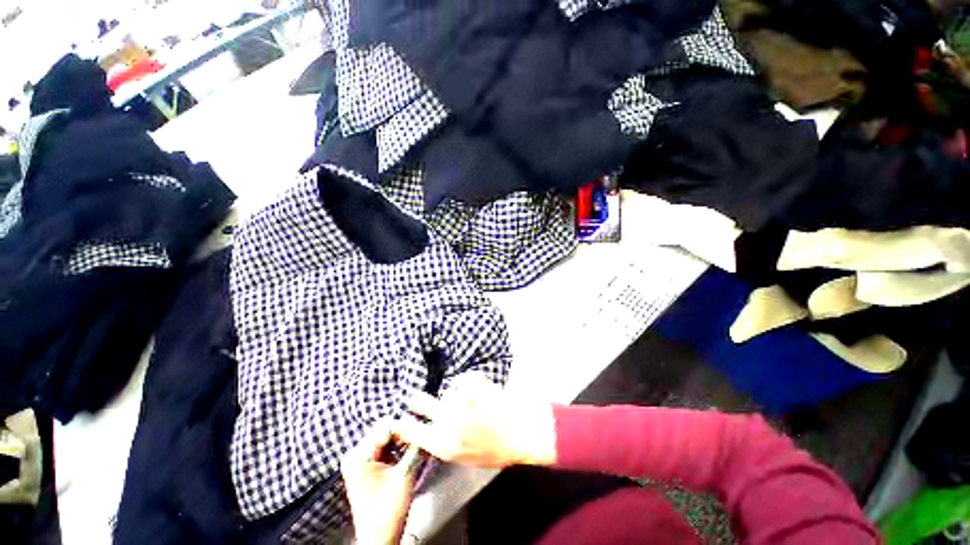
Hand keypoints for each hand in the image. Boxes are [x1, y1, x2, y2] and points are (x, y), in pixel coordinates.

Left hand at [341, 421, 421, 544]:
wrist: (379, 539)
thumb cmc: (388, 512)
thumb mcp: (405, 474)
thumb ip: (413, 447)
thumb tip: (422, 426)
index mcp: (358, 456)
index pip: (386, 426)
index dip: (406, 427)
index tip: (420, 431)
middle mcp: (355, 455)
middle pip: (385, 431)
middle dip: (404, 434)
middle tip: (420, 440)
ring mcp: (359, 461)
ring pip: (386, 439)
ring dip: (402, 441)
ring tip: (416, 447)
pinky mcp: (365, 467)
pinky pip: (384, 448)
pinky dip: (397, 449)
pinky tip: (407, 454)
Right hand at [395, 375, 556, 468]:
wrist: (521, 431)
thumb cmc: (496, 449)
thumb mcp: (466, 457)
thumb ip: (445, 444)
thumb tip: (431, 432)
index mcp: (444, 444)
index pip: (413, 432)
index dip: (405, 424)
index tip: (401, 419)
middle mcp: (447, 420)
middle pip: (422, 402)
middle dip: (418, 400)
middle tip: (415, 397)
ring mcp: (460, 399)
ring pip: (449, 390)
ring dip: (457, 393)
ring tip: (475, 400)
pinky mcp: (472, 383)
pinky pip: (464, 379)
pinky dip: (471, 382)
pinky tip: (482, 390)